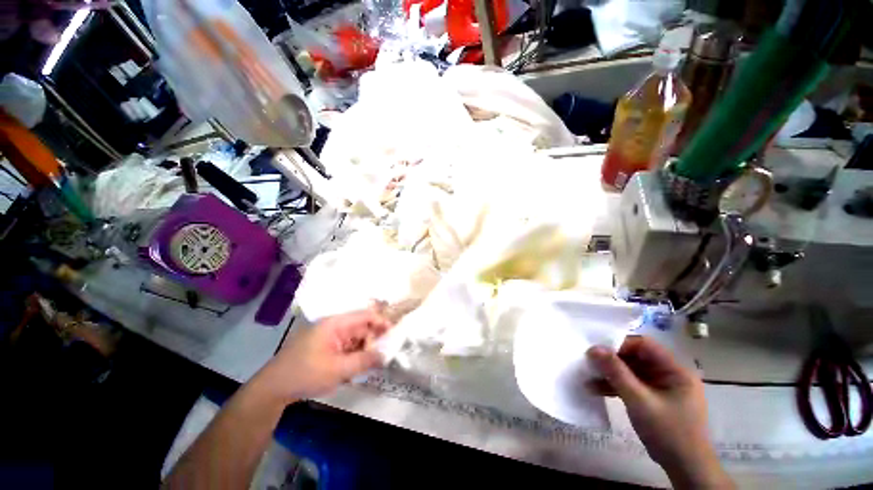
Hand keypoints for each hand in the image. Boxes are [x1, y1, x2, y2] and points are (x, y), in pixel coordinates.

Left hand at [260, 309, 392, 402]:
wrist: (272, 389)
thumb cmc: (306, 375)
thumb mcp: (339, 370)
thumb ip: (365, 360)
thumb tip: (386, 354)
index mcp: (336, 323)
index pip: (365, 315)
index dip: (381, 322)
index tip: (394, 334)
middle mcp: (333, 325)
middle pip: (361, 327)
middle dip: (372, 340)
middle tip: (380, 357)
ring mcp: (328, 336)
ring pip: (354, 337)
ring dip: (363, 349)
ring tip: (367, 365)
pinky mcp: (324, 346)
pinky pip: (346, 346)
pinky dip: (353, 354)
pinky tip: (353, 368)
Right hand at [587, 336, 732, 488]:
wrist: (685, 469)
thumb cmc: (668, 432)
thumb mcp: (639, 401)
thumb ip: (616, 373)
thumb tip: (593, 348)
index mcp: (674, 369)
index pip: (644, 345)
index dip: (619, 344)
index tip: (597, 351)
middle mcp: (669, 374)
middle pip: (635, 357)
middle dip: (611, 360)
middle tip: (589, 363)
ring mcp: (661, 387)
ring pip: (631, 371)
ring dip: (610, 374)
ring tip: (587, 377)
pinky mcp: (654, 398)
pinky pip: (632, 385)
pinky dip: (615, 386)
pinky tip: (596, 389)